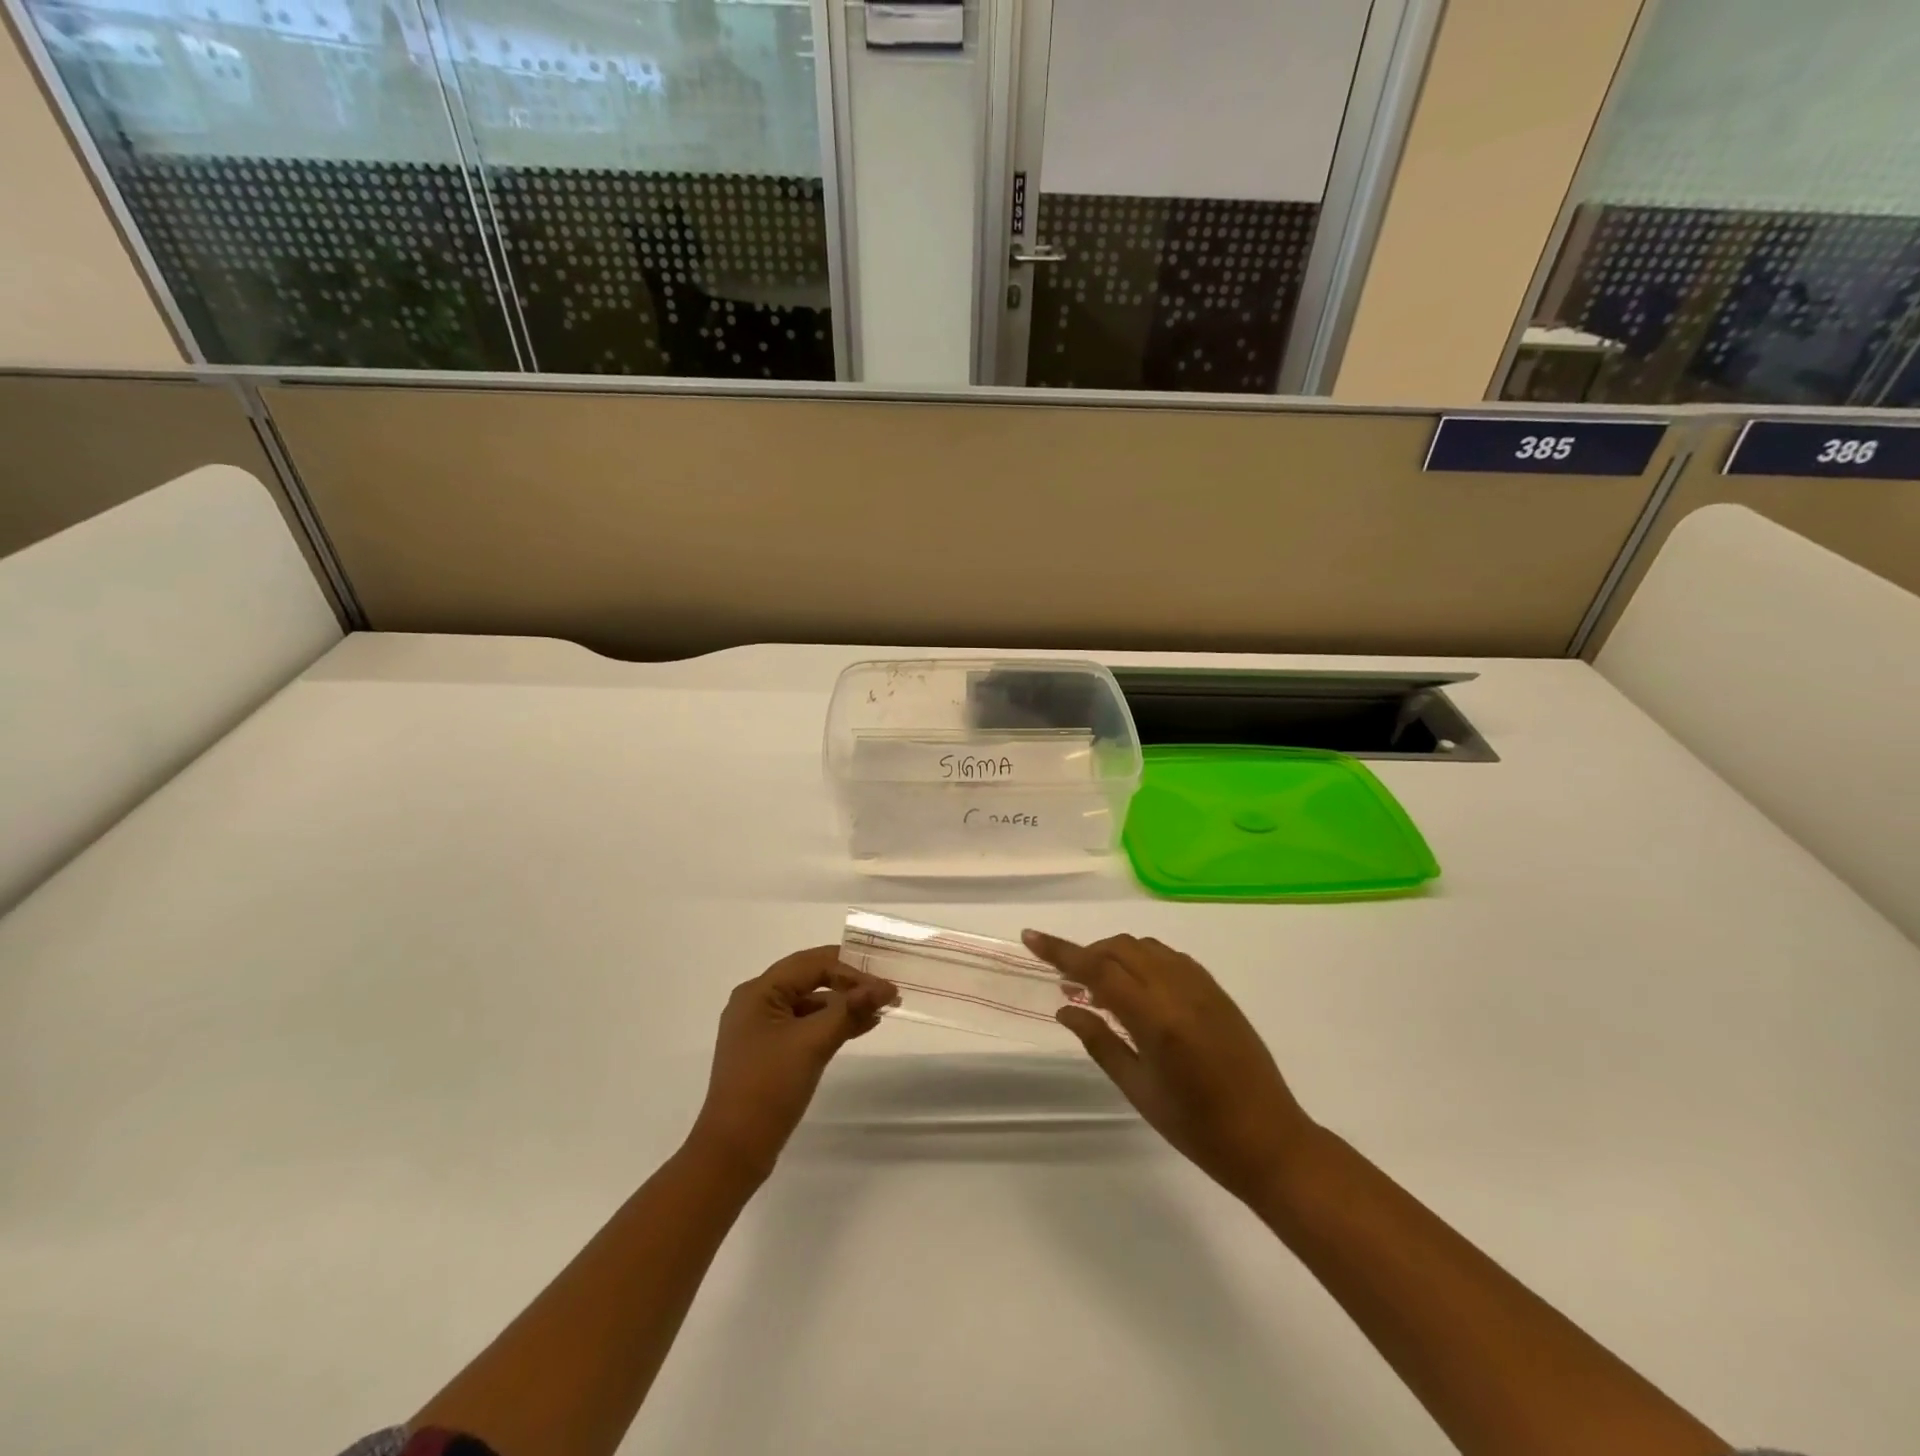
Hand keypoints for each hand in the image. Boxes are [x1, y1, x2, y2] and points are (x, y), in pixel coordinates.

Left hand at [690, 946, 895, 1182]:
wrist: (733, 1152)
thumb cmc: (768, 1088)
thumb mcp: (813, 1043)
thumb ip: (849, 1010)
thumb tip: (885, 987)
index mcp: (758, 992)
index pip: (812, 964)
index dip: (851, 970)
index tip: (884, 985)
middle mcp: (756, 1002)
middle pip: (810, 979)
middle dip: (849, 984)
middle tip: (885, 992)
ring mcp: (761, 1028)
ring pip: (809, 1003)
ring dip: (843, 1005)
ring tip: (880, 1010)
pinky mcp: (768, 1051)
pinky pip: (805, 1025)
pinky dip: (831, 1024)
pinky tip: (859, 1028)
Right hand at [1024, 930, 1315, 1204]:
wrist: (1270, 1140)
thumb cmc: (1197, 1128)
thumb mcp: (1139, 1090)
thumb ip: (1100, 1041)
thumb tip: (1065, 1008)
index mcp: (1156, 1018)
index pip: (1097, 968)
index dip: (1060, 951)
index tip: (1031, 937)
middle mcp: (1179, 990)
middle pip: (1120, 948)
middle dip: (1087, 954)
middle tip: (1068, 981)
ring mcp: (1202, 985)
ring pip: (1145, 946)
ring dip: (1115, 954)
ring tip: (1101, 986)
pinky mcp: (1217, 990)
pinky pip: (1169, 957)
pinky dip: (1144, 959)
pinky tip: (1138, 988)